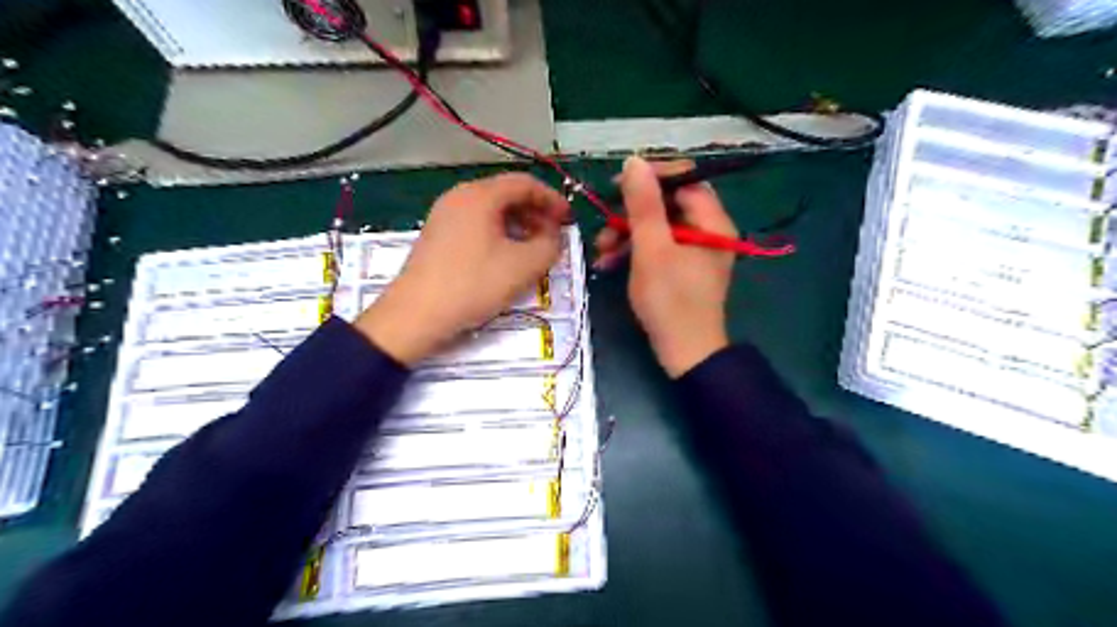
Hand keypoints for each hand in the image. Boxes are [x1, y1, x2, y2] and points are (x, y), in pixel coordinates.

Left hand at [356, 174, 566, 364]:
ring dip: (518, 225)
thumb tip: (554, 236)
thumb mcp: (523, 266)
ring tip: (533, 250)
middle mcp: (459, 196)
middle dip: (535, 213)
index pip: (525, 183)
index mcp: (480, 195)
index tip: (568, 219)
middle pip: (506, 194)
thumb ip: (550, 245)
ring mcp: (443, 215)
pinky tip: (505, 258)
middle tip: (553, 236)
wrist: (416, 315)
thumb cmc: (473, 285)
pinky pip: (475, 224)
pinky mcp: (436, 235)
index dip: (552, 199)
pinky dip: (498, 234)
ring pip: (490, 211)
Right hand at [598, 157, 738, 375]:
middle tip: (604, 224)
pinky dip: (635, 251)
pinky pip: (659, 246)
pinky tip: (610, 263)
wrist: (685, 353)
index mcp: (712, 221)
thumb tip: (635, 161)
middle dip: (632, 213)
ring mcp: (696, 250)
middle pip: (668, 203)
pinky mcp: (684, 267)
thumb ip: (643, 205)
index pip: (684, 179)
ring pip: (659, 226)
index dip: (650, 177)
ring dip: (628, 233)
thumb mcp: (652, 250)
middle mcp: (709, 230)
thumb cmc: (670, 301)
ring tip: (602, 250)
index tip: (617, 186)